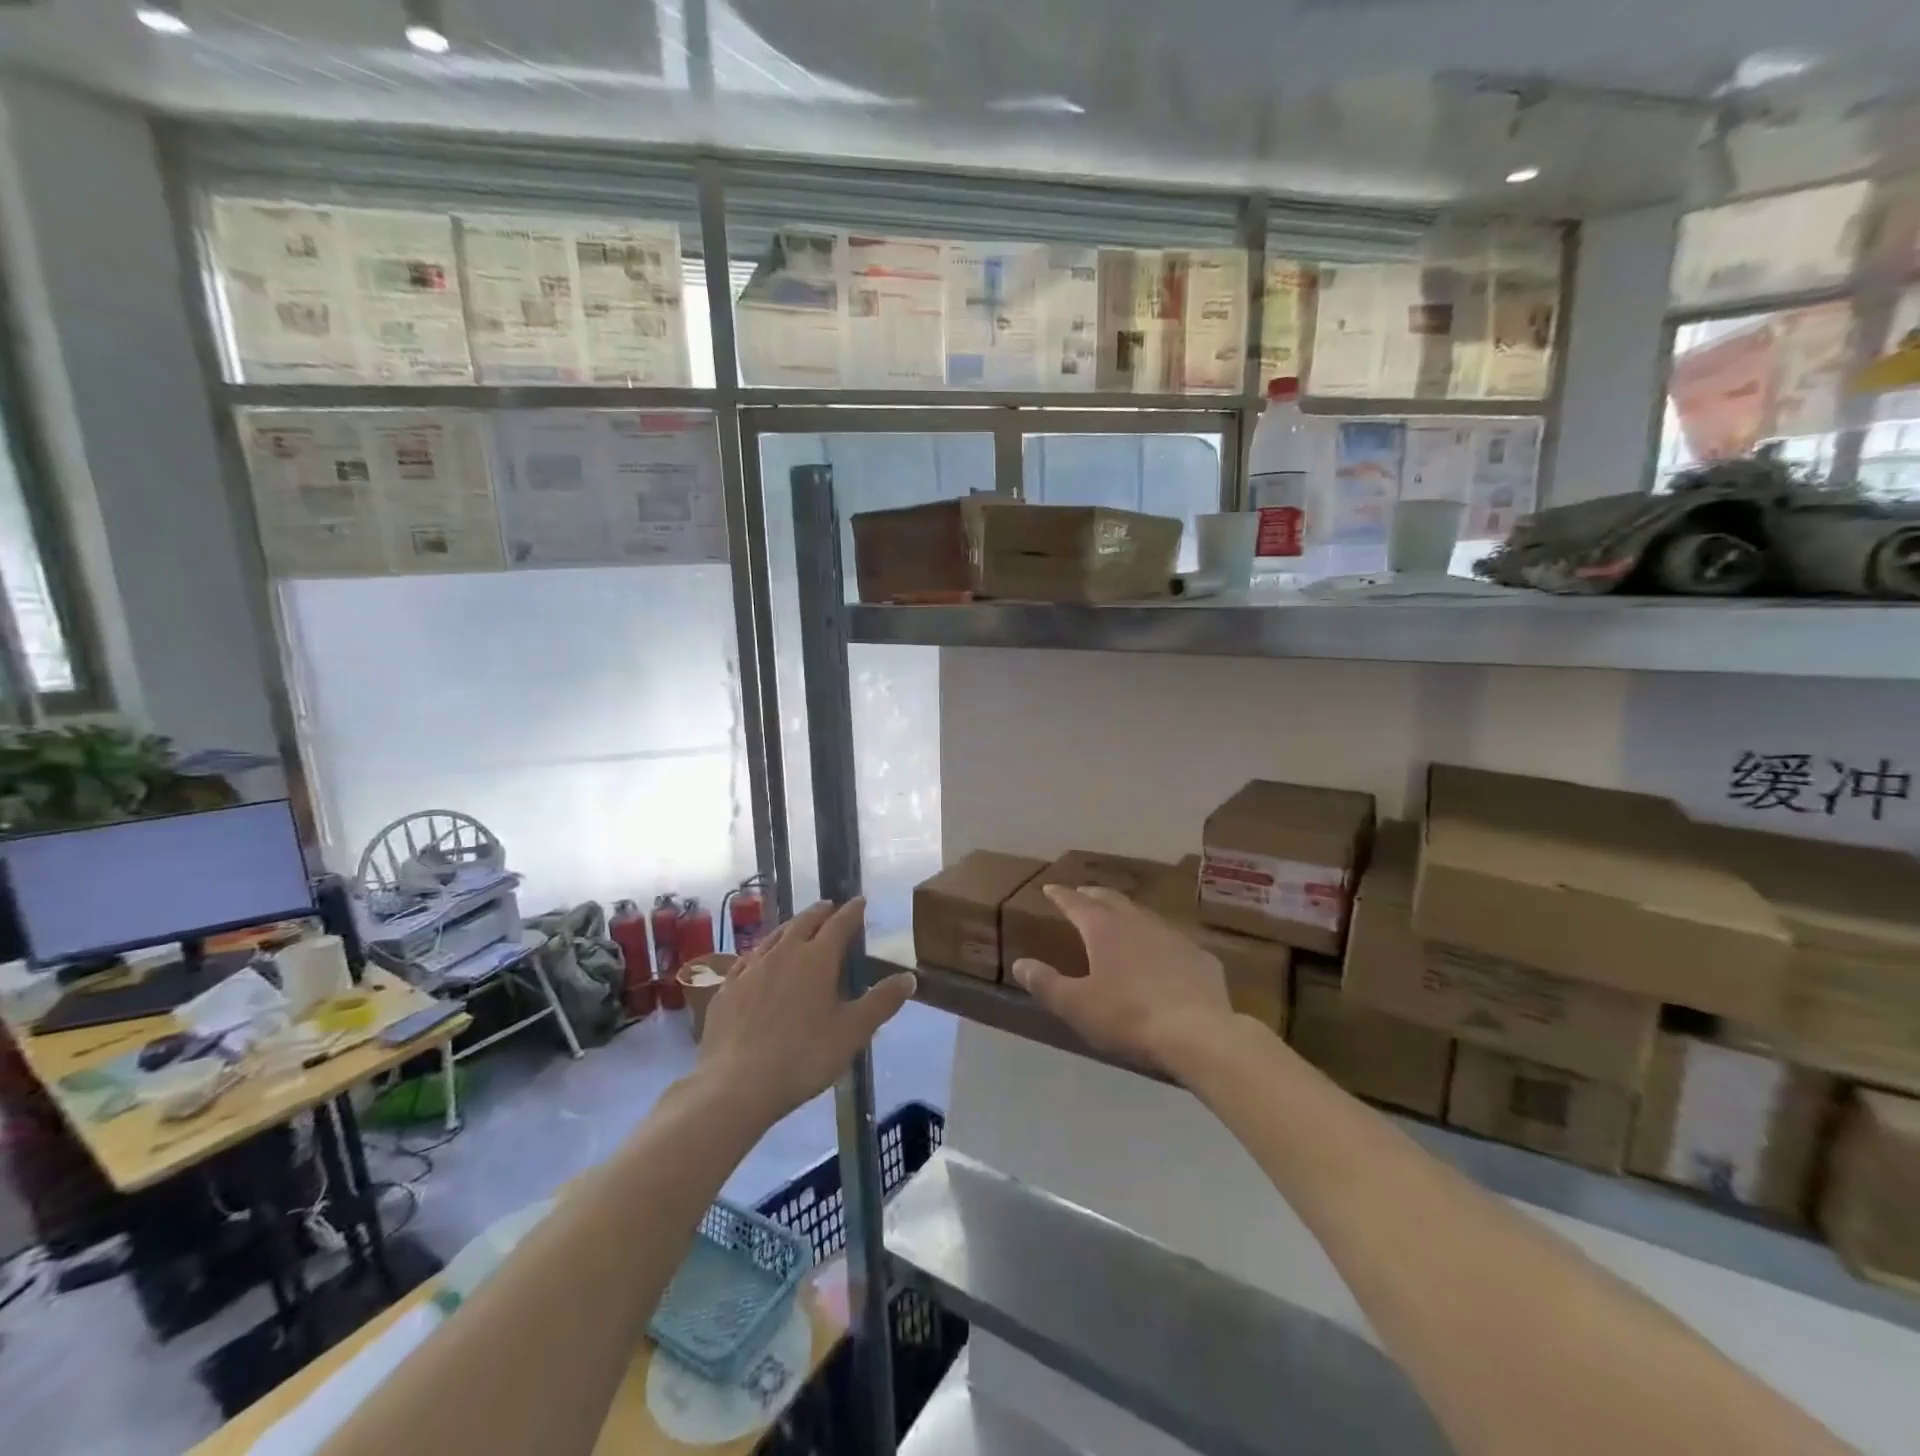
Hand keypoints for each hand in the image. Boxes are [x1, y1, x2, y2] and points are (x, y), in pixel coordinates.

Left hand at [697, 898, 915, 1122]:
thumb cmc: (803, 1056)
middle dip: (820, 913)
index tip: (860, 901)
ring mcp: (750, 970)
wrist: (736, 1084)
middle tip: (830, 907)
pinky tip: (757, 959)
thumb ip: (881, 1002)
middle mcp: (783, 954)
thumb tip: (908, 977)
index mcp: (817, 959)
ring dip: (790, 927)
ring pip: (774, 937)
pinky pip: (747, 960)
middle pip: (804, 923)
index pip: (839, 924)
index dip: (852, 912)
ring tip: (797, 925)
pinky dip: (760, 952)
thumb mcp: (853, 1032)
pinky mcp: (727, 990)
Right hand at [1011, 885, 1235, 1075]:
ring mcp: (1173, 936)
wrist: (1198, 1033)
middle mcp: (1138, 922)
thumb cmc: (1128, 1016)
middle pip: (1111, 900)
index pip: (1076, 903)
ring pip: (1144, 915)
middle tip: (1082, 894)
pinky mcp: (1200, 957)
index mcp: (1104, 929)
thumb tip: (1020, 964)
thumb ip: (1046, 983)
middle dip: (1093, 895)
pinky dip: (1159, 941)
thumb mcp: (1076, 1005)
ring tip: (1119, 919)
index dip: (1061, 896)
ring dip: (1127, 913)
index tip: (1050, 888)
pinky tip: (1162, 955)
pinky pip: (1173, 941)